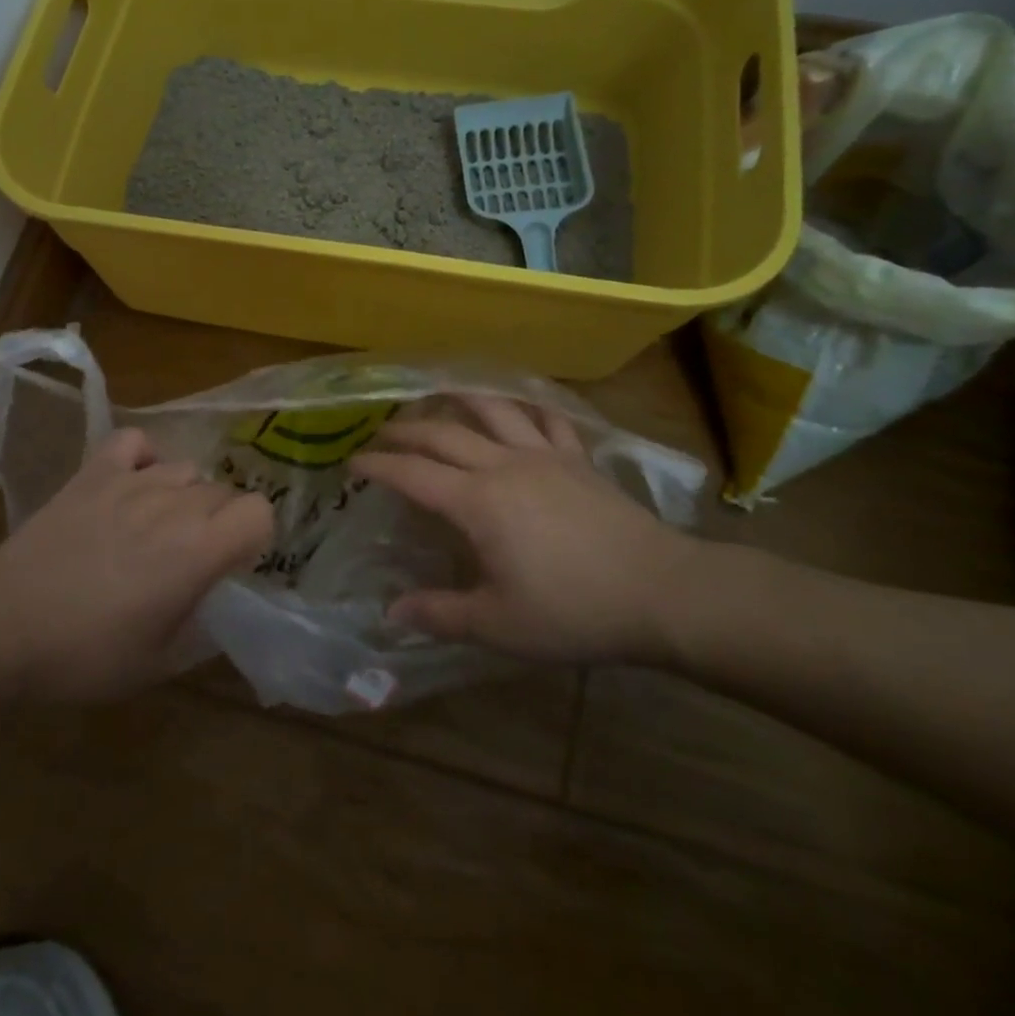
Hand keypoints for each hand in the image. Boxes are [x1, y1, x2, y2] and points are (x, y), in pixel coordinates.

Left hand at [0, 427, 272, 701]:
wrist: (4, 624)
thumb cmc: (87, 653)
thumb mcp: (161, 662)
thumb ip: (206, 629)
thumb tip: (224, 607)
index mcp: (199, 549)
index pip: (259, 512)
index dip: (254, 537)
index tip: (232, 564)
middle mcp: (175, 504)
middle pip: (224, 491)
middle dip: (220, 522)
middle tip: (191, 558)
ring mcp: (132, 481)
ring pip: (186, 469)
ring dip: (185, 496)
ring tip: (158, 526)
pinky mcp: (94, 472)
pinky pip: (135, 442)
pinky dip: (144, 458)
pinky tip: (134, 484)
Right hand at [351, 395, 701, 663]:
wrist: (662, 592)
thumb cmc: (573, 610)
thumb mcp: (498, 624)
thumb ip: (440, 614)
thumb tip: (391, 612)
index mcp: (477, 502)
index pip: (413, 474)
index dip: (378, 466)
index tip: (352, 462)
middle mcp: (504, 466)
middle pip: (444, 433)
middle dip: (407, 430)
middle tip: (382, 432)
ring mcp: (545, 456)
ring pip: (494, 410)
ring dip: (461, 398)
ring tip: (440, 391)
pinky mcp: (579, 459)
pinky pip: (548, 420)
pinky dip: (528, 407)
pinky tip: (520, 406)